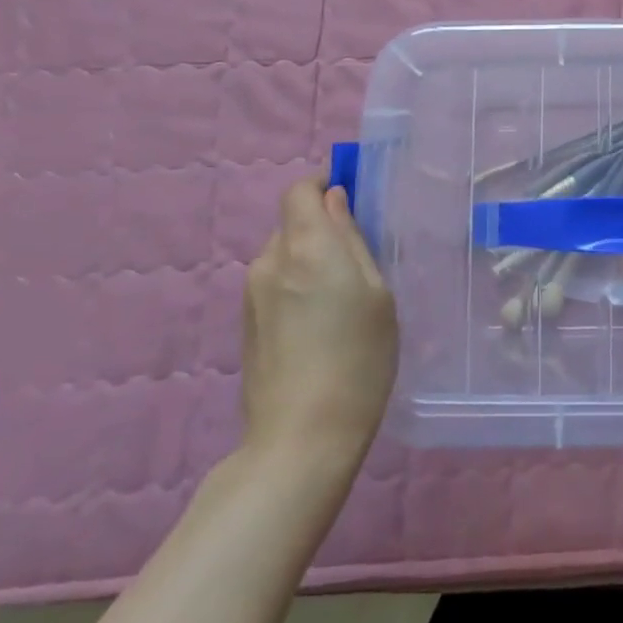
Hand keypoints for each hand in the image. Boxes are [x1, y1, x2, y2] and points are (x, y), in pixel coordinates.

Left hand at [241, 178, 397, 465]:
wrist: (301, 438)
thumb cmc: (358, 359)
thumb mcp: (377, 292)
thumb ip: (353, 239)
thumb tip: (336, 200)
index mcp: (305, 246)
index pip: (300, 189)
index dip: (324, 184)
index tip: (353, 197)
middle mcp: (269, 261)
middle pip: (293, 222)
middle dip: (323, 227)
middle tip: (360, 257)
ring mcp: (251, 294)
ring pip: (284, 254)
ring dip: (310, 259)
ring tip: (343, 297)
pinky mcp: (245, 324)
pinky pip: (275, 283)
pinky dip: (297, 285)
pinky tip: (320, 323)